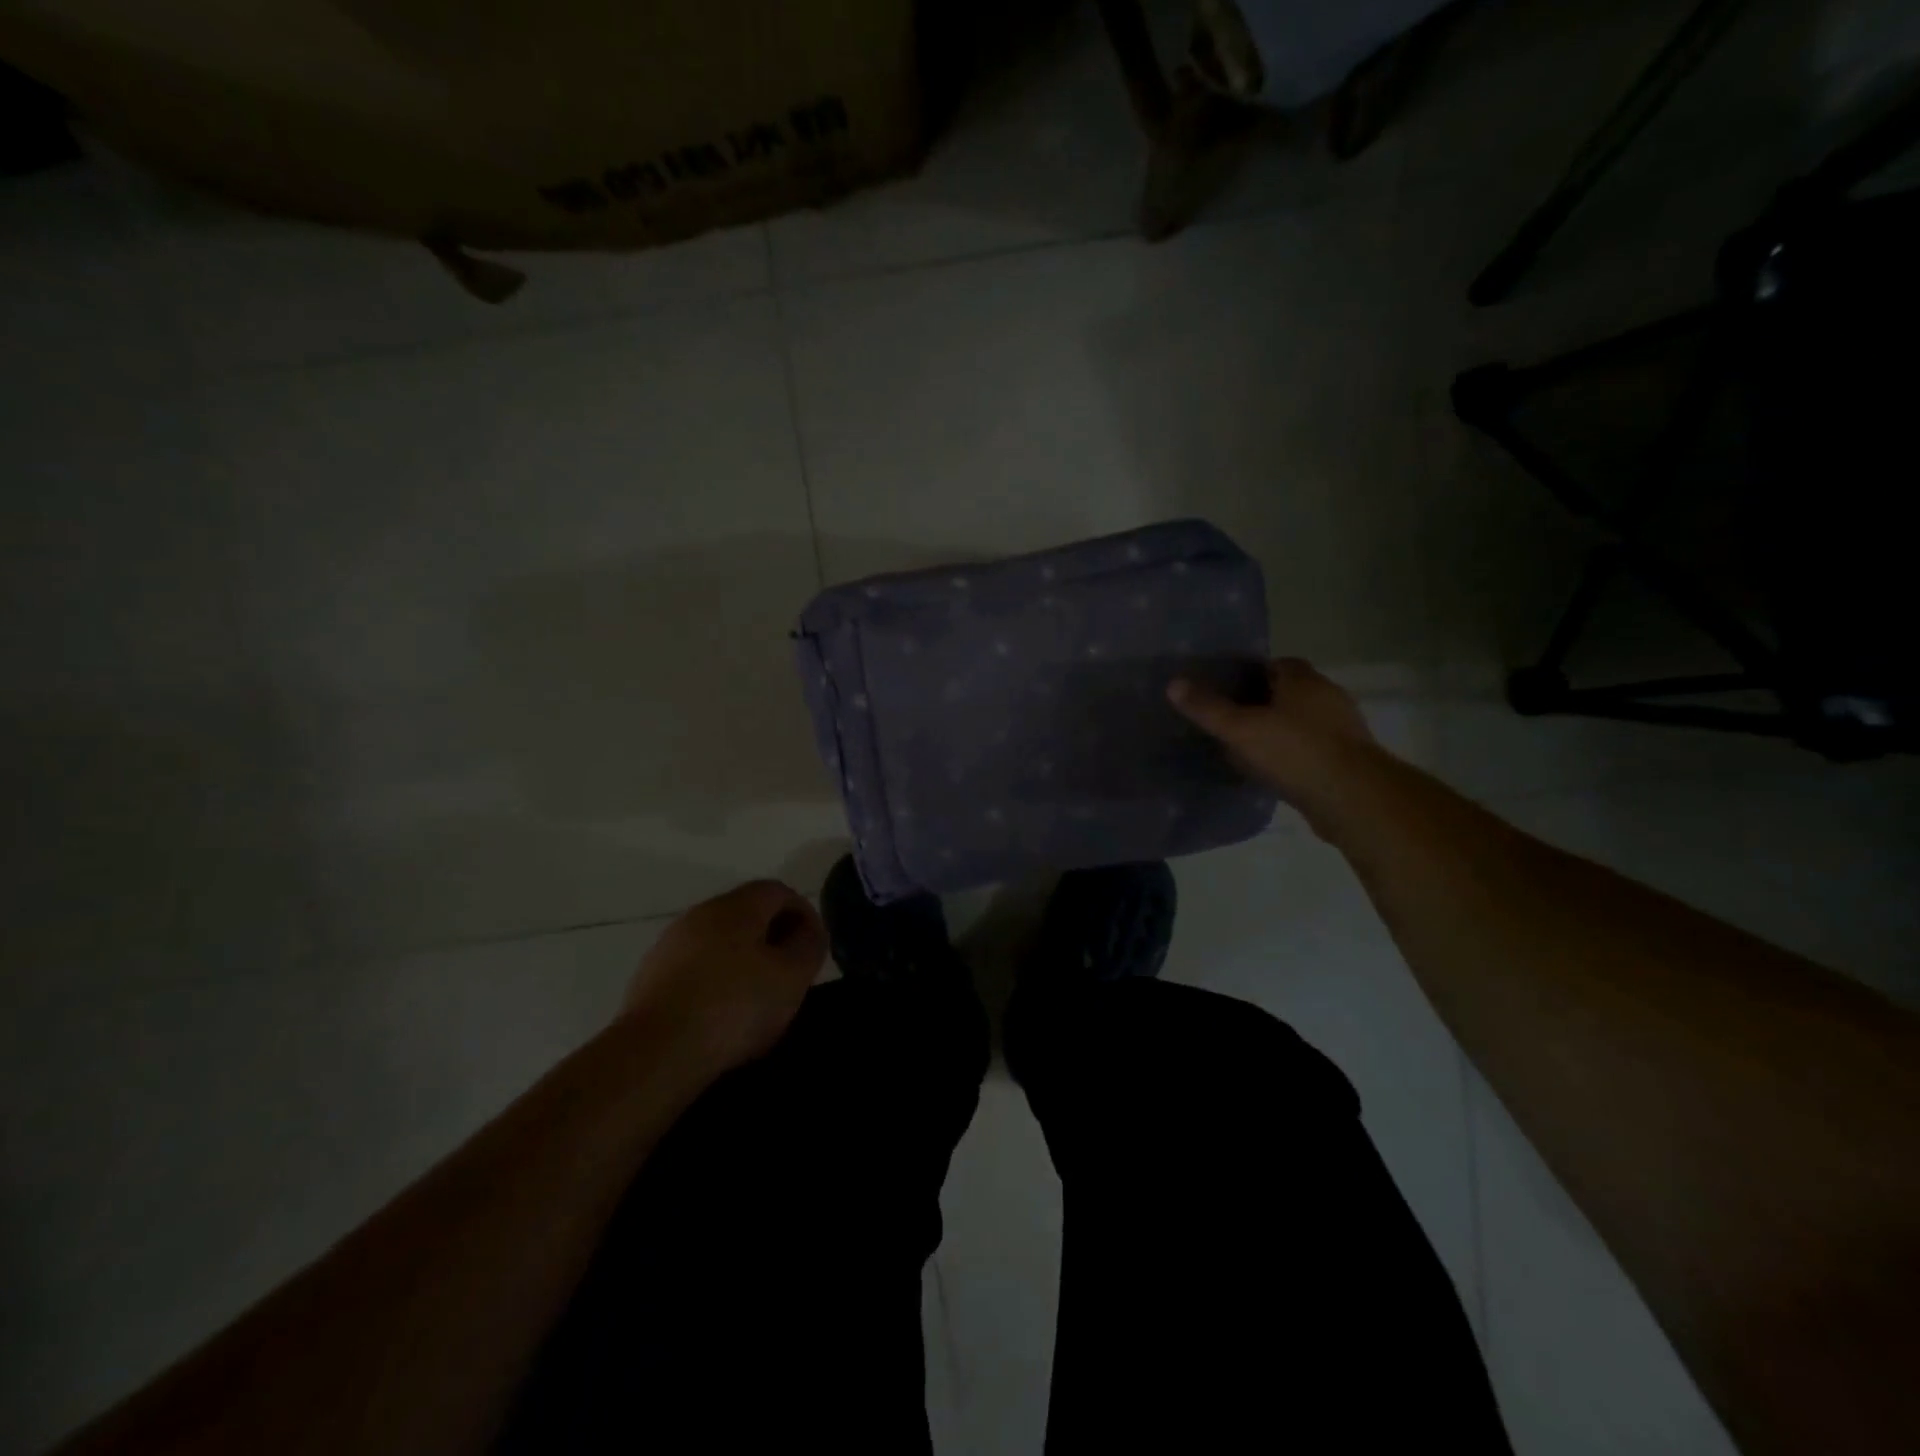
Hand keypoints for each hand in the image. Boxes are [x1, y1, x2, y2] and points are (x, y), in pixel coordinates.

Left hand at [623, 880, 826, 1073]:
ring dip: (743, 959)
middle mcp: (701, 914)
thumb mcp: (792, 976)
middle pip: (747, 913)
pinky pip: (695, 967)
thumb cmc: (734, 1006)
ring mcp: (670, 944)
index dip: (803, 913)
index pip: (778, 891)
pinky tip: (720, 1013)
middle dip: (773, 936)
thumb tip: (809, 930)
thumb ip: (809, 945)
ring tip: (757, 997)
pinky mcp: (650, 976)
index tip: (813, 947)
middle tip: (790, 971)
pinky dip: (715, 979)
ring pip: (719, 940)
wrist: (655, 1053)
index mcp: (737, 906)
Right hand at [1168, 658, 1375, 825]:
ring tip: (1244, 747)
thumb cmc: (1295, 752)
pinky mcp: (1346, 761)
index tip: (1225, 690)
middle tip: (1228, 719)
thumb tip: (1173, 684)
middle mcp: (1327, 698)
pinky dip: (1290, 756)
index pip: (1276, 664)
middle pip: (1288, 693)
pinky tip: (1269, 772)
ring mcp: (1341, 730)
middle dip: (1261, 703)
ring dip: (1277, 732)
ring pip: (1300, 723)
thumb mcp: (1241, 729)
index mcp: (1305, 681)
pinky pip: (1309, 750)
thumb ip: (1207, 708)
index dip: (1249, 674)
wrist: (1353, 799)